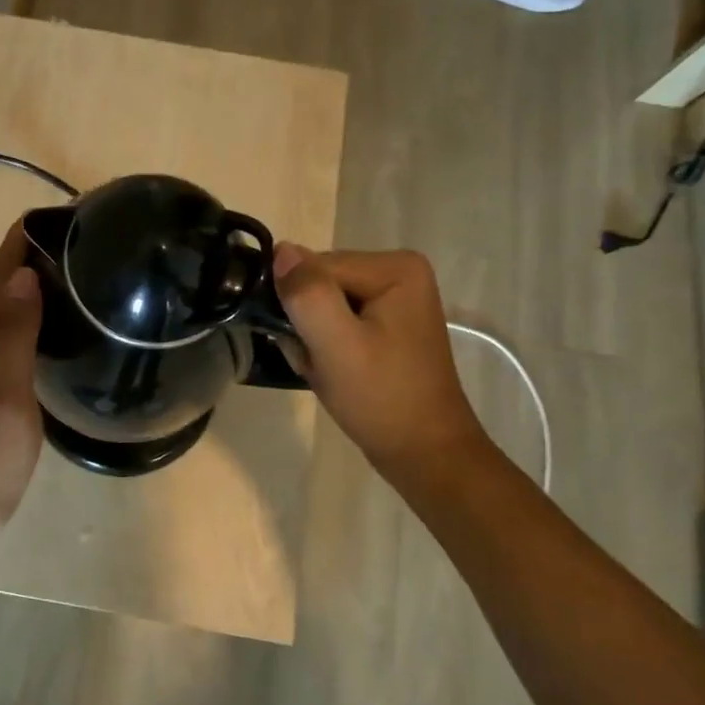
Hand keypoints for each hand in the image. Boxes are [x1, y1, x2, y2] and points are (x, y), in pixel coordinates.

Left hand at [0, 223, 44, 572]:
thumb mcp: (3, 404)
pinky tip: (47, 331)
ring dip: (27, 290)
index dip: (23, 241)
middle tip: (84, 243)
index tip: (63, 214)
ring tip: (74, 276)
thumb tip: (22, 274)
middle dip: (31, 259)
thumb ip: (11, 338)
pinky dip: (22, 322)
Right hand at [272, 243, 489, 494]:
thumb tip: (281, 251)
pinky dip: (325, 345)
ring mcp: (394, 297)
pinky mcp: (387, 322)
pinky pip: (336, 319)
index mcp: (395, 267)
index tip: (308, 346)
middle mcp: (398, 271)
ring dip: (313, 337)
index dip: (299, 307)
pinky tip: (335, 370)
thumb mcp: (337, 346)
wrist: (423, 453)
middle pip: (319, 282)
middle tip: (317, 362)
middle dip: (306, 322)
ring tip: (328, 369)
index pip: (315, 267)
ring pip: (322, 302)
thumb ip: (307, 294)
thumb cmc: (382, 399)